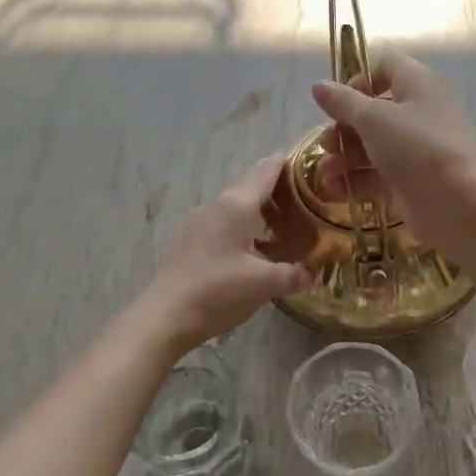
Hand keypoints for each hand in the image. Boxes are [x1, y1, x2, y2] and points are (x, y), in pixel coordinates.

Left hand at [139, 156, 312, 353]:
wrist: (164, 316)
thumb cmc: (218, 291)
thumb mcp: (264, 284)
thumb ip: (292, 274)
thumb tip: (311, 273)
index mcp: (236, 205)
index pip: (264, 172)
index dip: (283, 163)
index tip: (301, 159)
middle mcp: (214, 206)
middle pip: (247, 187)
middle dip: (273, 190)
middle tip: (299, 200)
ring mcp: (195, 223)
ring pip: (231, 207)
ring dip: (254, 212)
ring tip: (277, 227)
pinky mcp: (185, 242)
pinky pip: (218, 225)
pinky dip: (237, 229)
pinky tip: (246, 250)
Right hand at [310, 52, 475, 252]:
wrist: (458, 204)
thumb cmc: (416, 147)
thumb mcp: (373, 119)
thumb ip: (343, 103)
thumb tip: (318, 85)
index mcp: (417, 84)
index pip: (386, 66)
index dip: (359, 80)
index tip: (338, 101)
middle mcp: (419, 112)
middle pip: (374, 111)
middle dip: (344, 126)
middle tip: (326, 143)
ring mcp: (417, 149)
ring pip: (373, 146)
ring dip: (345, 156)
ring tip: (325, 172)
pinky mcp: (412, 181)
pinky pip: (378, 174)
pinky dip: (356, 180)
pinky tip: (335, 190)